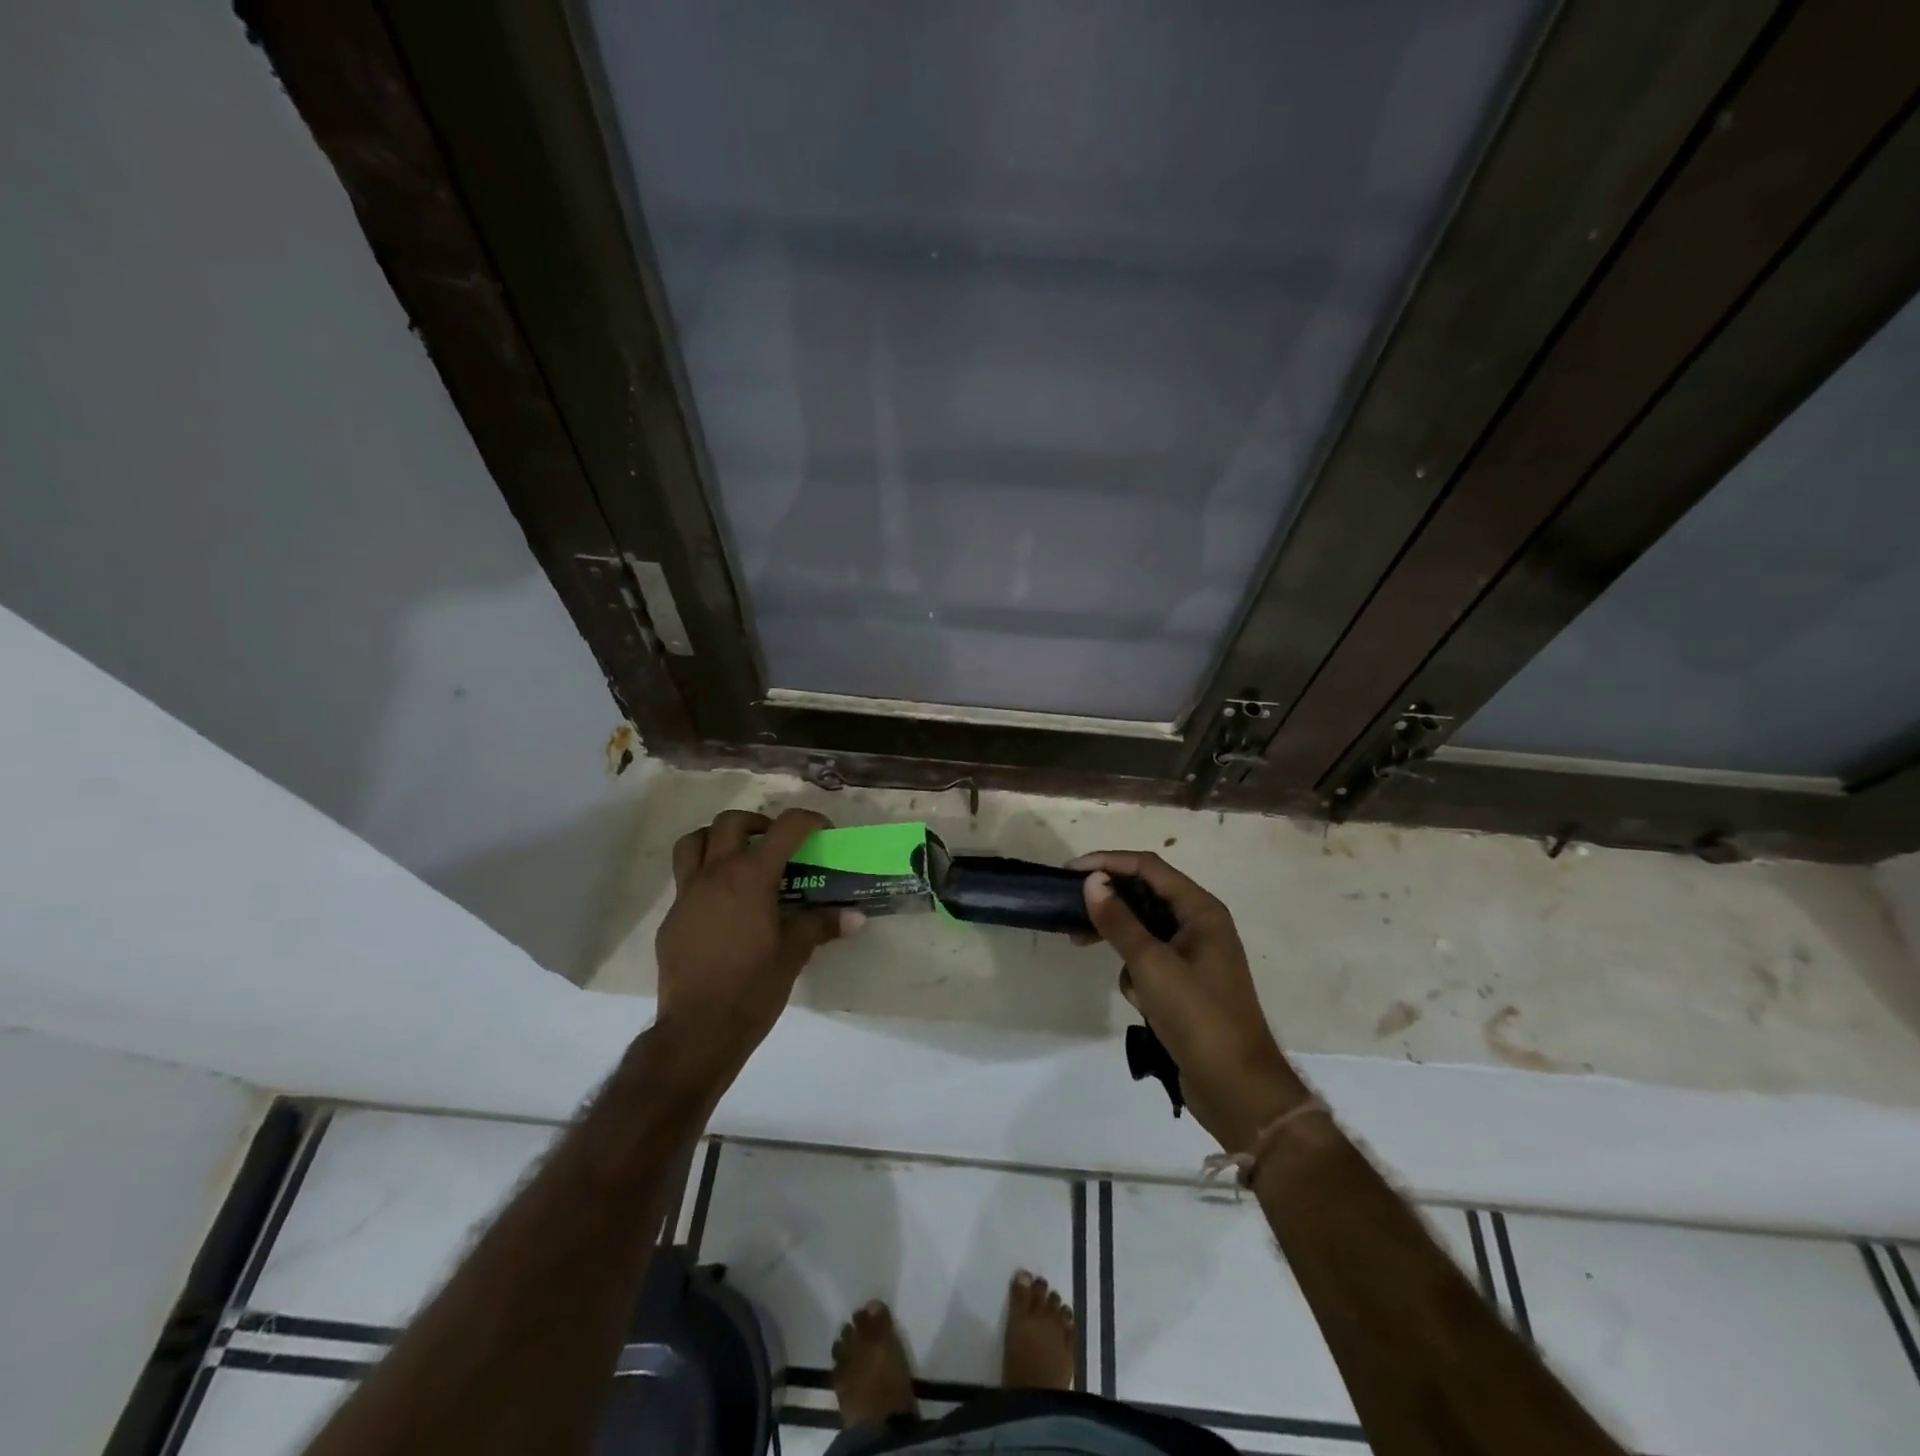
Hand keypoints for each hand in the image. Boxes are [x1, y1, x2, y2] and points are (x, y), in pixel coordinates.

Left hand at [655, 808, 860, 1082]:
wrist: (698, 1029)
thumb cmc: (753, 988)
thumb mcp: (794, 954)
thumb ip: (821, 925)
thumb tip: (856, 917)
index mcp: (751, 877)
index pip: (785, 828)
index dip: (808, 821)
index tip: (821, 831)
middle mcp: (715, 874)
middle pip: (731, 822)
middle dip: (757, 822)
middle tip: (775, 842)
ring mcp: (687, 894)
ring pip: (693, 842)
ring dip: (717, 838)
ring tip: (737, 857)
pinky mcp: (671, 917)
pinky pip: (684, 880)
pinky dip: (704, 876)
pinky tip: (721, 905)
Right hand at [1071, 851, 1307, 1148]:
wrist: (1237, 1088)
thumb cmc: (1197, 1017)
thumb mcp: (1151, 964)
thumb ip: (1119, 921)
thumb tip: (1092, 881)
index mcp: (1201, 910)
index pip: (1148, 868)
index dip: (1108, 863)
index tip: (1070, 871)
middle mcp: (1200, 925)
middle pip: (1145, 895)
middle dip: (1108, 901)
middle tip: (1069, 907)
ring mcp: (1195, 956)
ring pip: (1144, 930)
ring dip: (1119, 939)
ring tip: (1083, 945)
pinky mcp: (1186, 984)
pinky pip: (1150, 961)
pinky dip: (1136, 972)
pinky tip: (1137, 999)